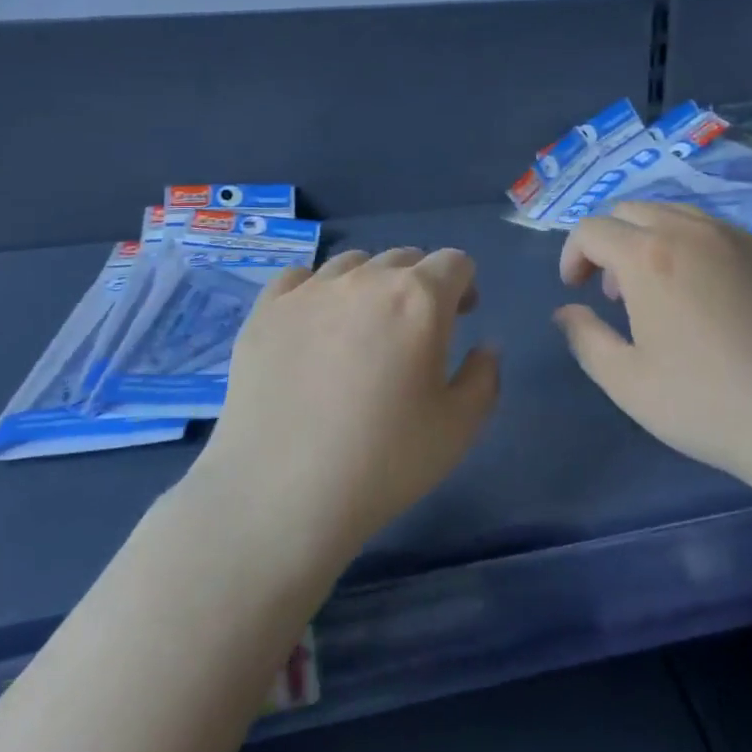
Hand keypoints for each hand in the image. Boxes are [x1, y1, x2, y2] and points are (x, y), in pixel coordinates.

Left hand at [195, 247, 499, 567]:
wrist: (280, 494)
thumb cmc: (384, 462)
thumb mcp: (459, 428)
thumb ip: (485, 376)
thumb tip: (485, 346)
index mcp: (420, 300)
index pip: (454, 262)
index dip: (464, 284)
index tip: (462, 316)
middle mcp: (366, 279)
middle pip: (404, 257)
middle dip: (420, 283)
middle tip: (416, 328)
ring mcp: (310, 291)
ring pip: (353, 262)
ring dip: (370, 283)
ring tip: (362, 327)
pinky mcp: (266, 310)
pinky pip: (298, 277)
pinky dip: (316, 290)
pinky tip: (313, 324)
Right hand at [553, 201, 751, 487]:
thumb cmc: (706, 403)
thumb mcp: (627, 382)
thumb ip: (585, 339)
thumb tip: (567, 312)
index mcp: (649, 256)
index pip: (592, 229)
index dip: (572, 255)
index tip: (575, 291)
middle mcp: (691, 231)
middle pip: (631, 211)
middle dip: (609, 243)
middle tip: (613, 293)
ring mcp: (736, 238)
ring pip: (674, 213)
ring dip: (648, 240)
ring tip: (657, 292)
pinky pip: (713, 230)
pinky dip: (689, 246)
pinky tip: (704, 295)